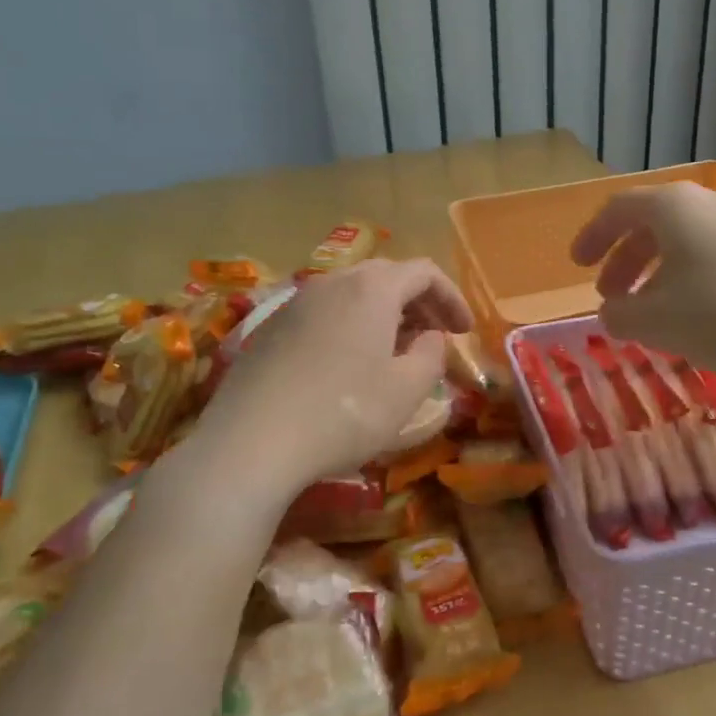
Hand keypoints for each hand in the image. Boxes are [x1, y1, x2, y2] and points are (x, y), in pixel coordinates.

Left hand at [193, 259, 471, 498]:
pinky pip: (325, 313)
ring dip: (383, 314)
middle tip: (435, 336)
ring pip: (352, 294)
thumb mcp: (406, 390)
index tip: (465, 331)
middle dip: (419, 302)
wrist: (250, 442)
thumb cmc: (342, 413)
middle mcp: (333, 282)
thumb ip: (431, 355)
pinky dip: (351, 326)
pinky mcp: (271, 328)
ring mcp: (297, 303)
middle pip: (387, 276)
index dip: (452, 298)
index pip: (424, 272)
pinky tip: (349, 364)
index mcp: (372, 288)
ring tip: (395, 351)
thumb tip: (430, 337)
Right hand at [570, 183, 715, 370]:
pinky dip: (694, 277)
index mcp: (673, 208)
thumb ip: (620, 316)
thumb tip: (612, 311)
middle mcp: (709, 202)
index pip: (617, 210)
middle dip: (625, 261)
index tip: (577, 265)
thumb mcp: (657, 322)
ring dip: (660, 272)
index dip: (592, 237)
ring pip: (687, 241)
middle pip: (652, 224)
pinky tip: (703, 313)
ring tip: (655, 311)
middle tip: (613, 297)